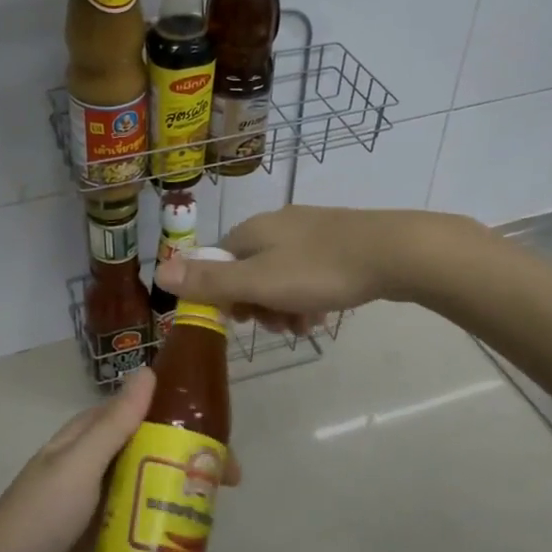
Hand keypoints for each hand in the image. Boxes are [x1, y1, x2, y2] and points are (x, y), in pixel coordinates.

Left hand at [0, 369, 240, 551]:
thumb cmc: (37, 517)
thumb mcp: (79, 464)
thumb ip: (114, 423)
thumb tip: (149, 371)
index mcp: (89, 439)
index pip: (143, 413)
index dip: (181, 415)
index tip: (220, 429)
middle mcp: (98, 467)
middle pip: (154, 453)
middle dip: (191, 460)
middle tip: (230, 481)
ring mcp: (101, 508)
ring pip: (152, 491)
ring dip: (182, 495)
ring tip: (218, 512)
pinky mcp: (103, 545)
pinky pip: (143, 528)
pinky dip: (166, 528)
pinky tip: (193, 541)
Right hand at [157, 205, 437, 333]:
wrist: (393, 252)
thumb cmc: (319, 270)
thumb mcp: (259, 282)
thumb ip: (210, 281)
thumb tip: (159, 271)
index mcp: (251, 231)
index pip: (217, 262)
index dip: (221, 295)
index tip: (240, 321)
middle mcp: (276, 225)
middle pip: (248, 270)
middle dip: (256, 303)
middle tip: (275, 327)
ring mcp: (309, 231)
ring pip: (280, 275)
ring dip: (283, 305)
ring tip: (303, 326)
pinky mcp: (337, 241)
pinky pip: (308, 273)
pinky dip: (308, 296)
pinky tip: (322, 315)